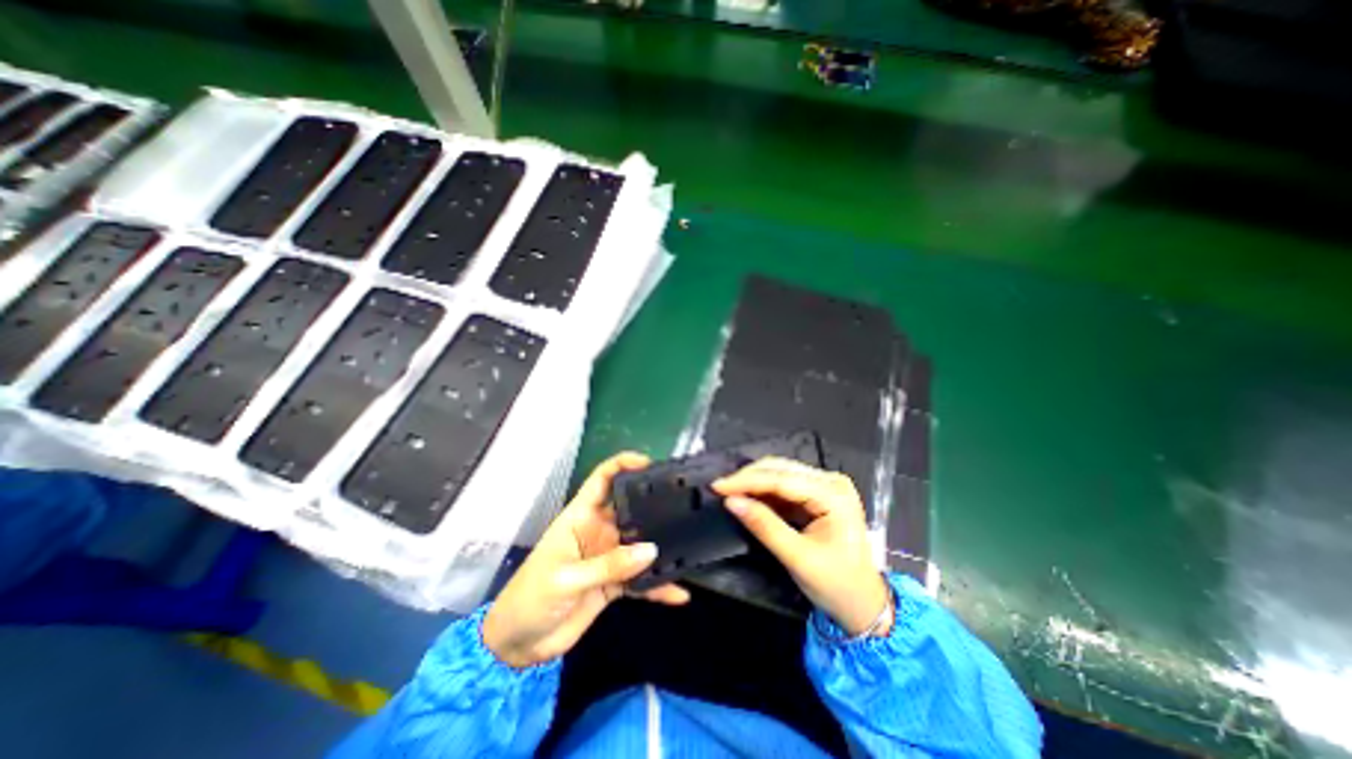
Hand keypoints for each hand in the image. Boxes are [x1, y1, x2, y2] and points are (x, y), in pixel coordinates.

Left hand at [485, 455, 691, 666]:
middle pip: (630, 508)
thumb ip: (608, 565)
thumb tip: (651, 549)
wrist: (519, 645)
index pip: (603, 479)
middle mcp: (599, 530)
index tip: (650, 463)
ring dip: (660, 546)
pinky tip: (678, 592)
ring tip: (689, 544)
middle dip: (654, 503)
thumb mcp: (566, 579)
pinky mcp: (615, 583)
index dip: (623, 464)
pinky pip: (641, 579)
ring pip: (640, 543)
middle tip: (684, 502)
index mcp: (581, 516)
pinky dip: (658, 585)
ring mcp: (609, 557)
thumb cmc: (531, 598)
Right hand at [712, 458, 895, 635]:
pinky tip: (748, 497)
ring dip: (754, 482)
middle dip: (748, 478)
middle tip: (720, 489)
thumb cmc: (837, 584)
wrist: (864, 604)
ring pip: (780, 473)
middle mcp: (831, 481)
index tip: (718, 485)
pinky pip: (784, 485)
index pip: (782, 479)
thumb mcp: (798, 558)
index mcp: (834, 494)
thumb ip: (764, 526)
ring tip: (729, 492)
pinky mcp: (818, 493)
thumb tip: (731, 501)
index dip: (747, 480)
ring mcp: (825, 485)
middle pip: (780, 469)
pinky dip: (764, 491)